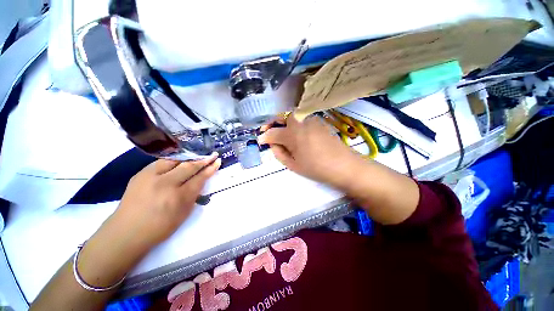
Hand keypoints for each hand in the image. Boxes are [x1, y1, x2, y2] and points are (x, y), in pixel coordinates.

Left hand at [111, 153, 220, 247]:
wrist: (126, 232)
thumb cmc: (159, 227)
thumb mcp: (183, 213)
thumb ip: (194, 195)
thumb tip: (200, 180)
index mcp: (178, 197)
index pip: (199, 178)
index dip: (210, 169)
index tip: (217, 161)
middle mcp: (165, 184)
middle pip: (188, 167)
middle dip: (202, 160)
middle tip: (212, 155)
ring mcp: (151, 177)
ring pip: (175, 161)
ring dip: (188, 158)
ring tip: (197, 156)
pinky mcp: (140, 174)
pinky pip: (161, 162)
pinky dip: (173, 161)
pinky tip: (179, 161)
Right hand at [258, 115, 360, 189]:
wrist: (344, 165)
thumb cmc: (316, 168)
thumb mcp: (293, 164)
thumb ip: (278, 152)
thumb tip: (271, 143)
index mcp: (292, 133)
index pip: (272, 133)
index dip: (264, 136)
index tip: (260, 140)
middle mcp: (299, 121)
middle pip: (280, 116)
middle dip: (272, 123)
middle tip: (268, 132)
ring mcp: (310, 119)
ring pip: (291, 115)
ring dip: (282, 122)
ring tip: (281, 133)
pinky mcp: (318, 120)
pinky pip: (301, 118)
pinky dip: (293, 123)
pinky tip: (295, 133)